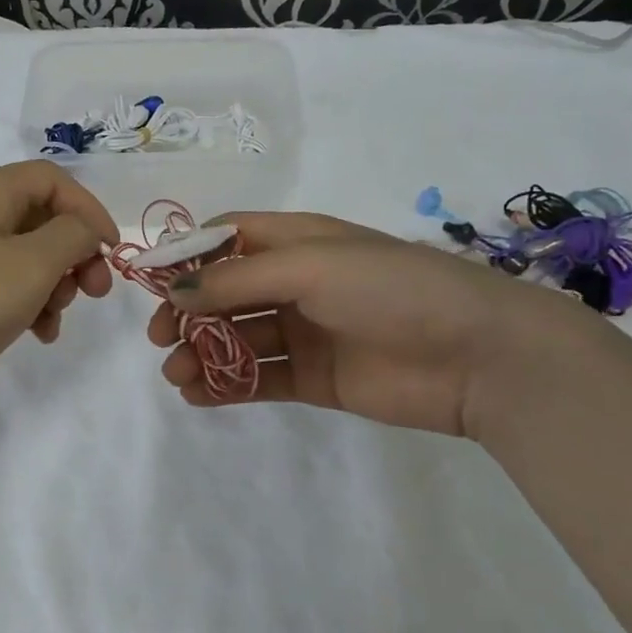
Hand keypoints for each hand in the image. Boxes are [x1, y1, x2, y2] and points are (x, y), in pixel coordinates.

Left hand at [0, 162, 115, 423]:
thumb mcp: (30, 266)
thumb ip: (71, 237)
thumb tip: (86, 227)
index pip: (53, 179)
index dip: (89, 209)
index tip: (111, 252)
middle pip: (38, 218)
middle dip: (73, 253)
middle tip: (91, 292)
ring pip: (21, 256)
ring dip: (51, 284)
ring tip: (54, 321)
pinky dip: (23, 303)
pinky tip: (33, 334)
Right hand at [149, 212, 589, 437]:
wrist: (479, 355)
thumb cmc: (390, 288)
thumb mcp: (310, 266)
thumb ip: (237, 279)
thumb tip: (174, 292)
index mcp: (296, 240)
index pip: (227, 238)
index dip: (188, 256)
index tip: (152, 284)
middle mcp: (296, 281)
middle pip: (225, 291)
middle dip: (188, 312)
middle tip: (161, 338)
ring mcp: (305, 330)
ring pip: (237, 336)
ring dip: (202, 351)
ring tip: (177, 374)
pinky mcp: (315, 377)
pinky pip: (259, 377)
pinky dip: (226, 384)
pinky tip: (198, 394)